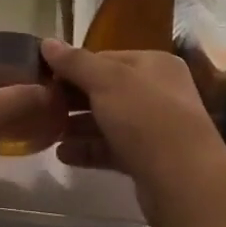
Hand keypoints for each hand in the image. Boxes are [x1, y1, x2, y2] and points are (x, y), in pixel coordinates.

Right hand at [43, 40, 225, 226]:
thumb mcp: (107, 81)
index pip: (106, 58)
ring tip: (45, 131)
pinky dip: (88, 149)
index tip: (43, 77)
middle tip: (40, 105)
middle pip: (106, 89)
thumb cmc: (147, 119)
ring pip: (108, 121)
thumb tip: (47, 42)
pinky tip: (62, 154)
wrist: (185, 183)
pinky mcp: (148, 160)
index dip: (74, 66)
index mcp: (154, 64)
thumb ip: (75, 62)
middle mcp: (157, 92)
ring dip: (77, 125)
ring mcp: (154, 128)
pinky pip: (112, 149)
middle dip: (73, 98)